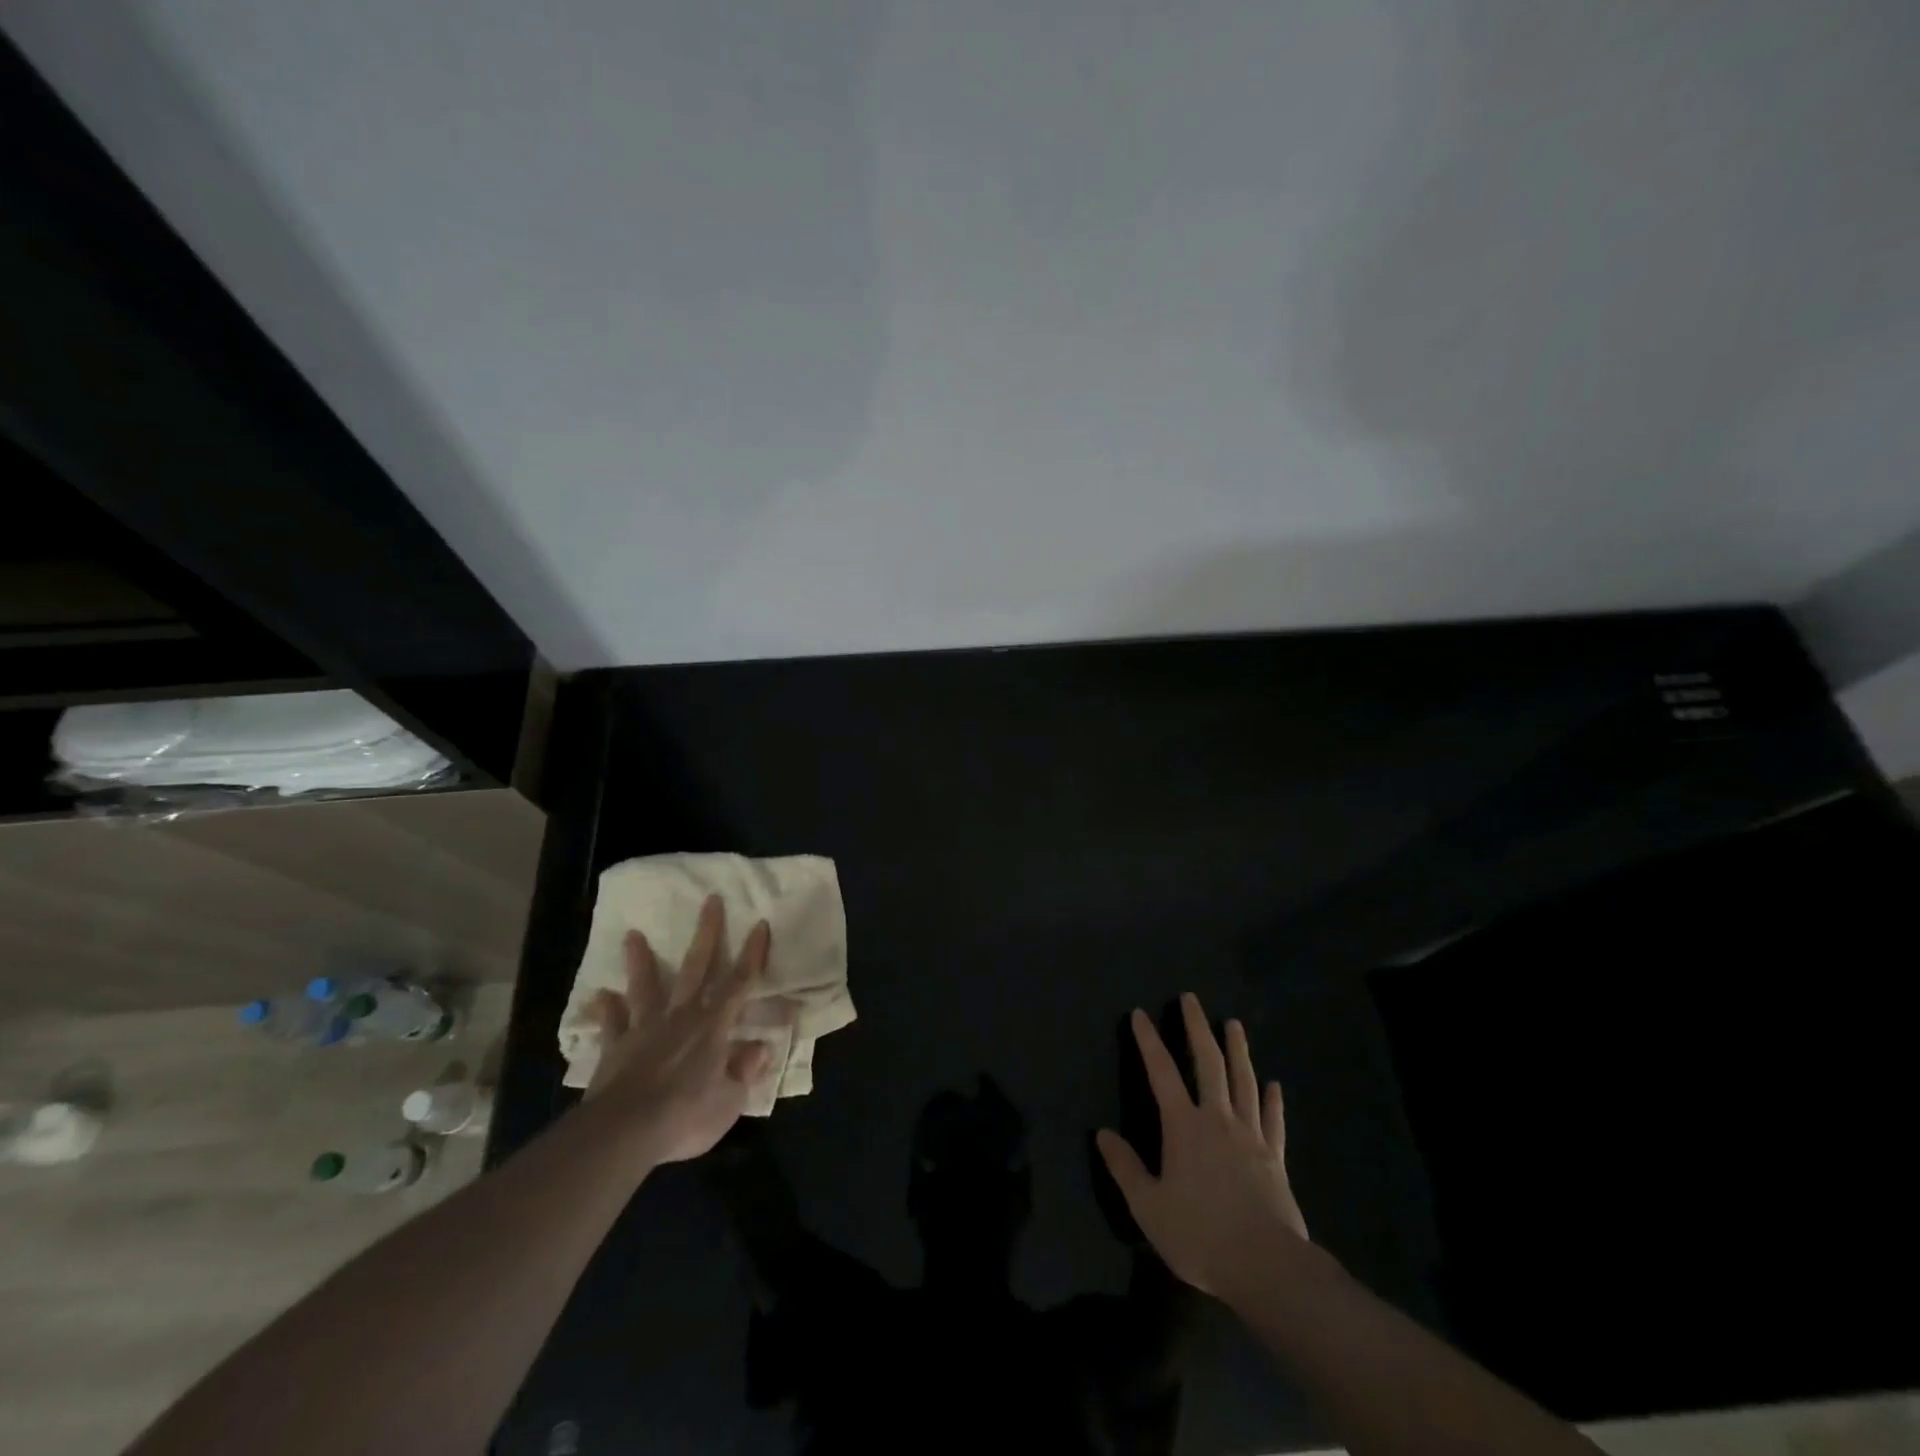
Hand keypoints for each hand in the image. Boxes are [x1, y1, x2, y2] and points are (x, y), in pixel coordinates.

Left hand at [584, 894, 777, 1165]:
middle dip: (707, 933)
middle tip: (711, 900)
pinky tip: (600, 995)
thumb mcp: (730, 1101)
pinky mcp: (616, 1048)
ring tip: (632, 934)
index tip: (759, 923)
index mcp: (714, 1027)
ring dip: (641, 960)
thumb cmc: (685, 1115)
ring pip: (646, 986)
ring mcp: (645, 1029)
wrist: (625, 1132)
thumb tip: (760, 1048)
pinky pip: (612, 1024)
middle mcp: (682, 1017)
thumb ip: (745, 1071)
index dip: (752, 953)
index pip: (739, 982)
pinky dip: (606, 1009)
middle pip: (697, 967)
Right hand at [1097, 993, 1311, 1306]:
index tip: (1140, 1013)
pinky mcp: (1275, 1158)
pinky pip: (1273, 1121)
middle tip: (1191, 999)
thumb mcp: (1149, 1206)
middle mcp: (1218, 1119)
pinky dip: (1273, 1101)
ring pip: (1244, 1081)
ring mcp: (1251, 1136)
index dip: (1149, 1041)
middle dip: (1197, 1028)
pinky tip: (1274, 1085)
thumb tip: (1103, 1134)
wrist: (1266, 1266)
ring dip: (1238, 1050)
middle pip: (1209, 1062)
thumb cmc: (1200, 1234)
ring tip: (1234, 1024)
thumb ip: (1125, 1168)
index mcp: (1184, 1126)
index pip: (1161, 1072)